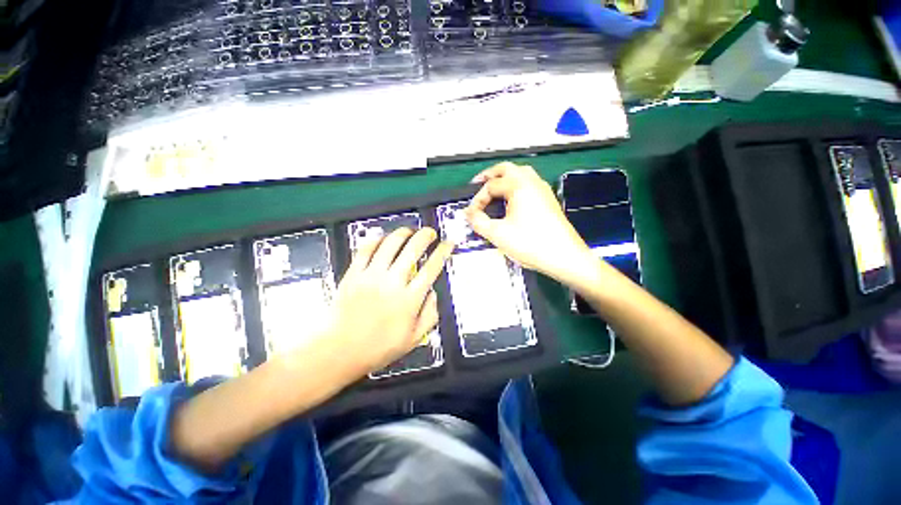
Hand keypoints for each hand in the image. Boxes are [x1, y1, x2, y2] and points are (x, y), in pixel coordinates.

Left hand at [329, 227, 453, 374]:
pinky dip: (376, 239)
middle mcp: (393, 282)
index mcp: (410, 299)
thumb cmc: (379, 347)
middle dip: (425, 236)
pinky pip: (366, 249)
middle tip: (430, 232)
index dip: (443, 252)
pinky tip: (383, 236)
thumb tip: (433, 293)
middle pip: (413, 249)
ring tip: (409, 231)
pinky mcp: (354, 274)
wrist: (340, 350)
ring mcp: (371, 276)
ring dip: (403, 233)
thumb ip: (430, 314)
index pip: (432, 268)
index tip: (448, 243)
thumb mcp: (414, 338)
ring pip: (390, 244)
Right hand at [465, 162, 594, 285]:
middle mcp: (532, 182)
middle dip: (489, 176)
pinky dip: (515, 187)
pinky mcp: (548, 200)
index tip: (471, 214)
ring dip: (504, 179)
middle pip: (506, 169)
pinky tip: (511, 202)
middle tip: (477, 185)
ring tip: (493, 191)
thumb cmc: (530, 243)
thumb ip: (478, 222)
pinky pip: (529, 185)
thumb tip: (468, 214)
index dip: (477, 199)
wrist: (564, 257)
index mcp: (519, 186)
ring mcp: (543, 190)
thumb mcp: (497, 234)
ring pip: (520, 174)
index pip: (490, 186)